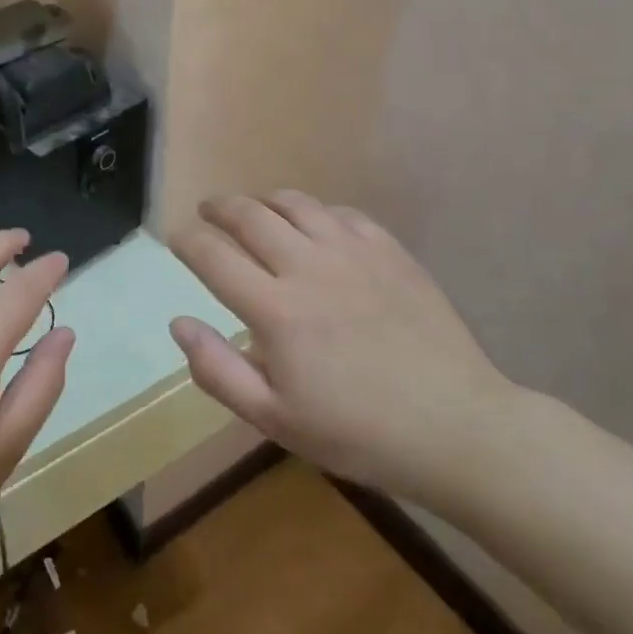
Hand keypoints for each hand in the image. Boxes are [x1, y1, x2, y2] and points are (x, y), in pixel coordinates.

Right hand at [168, 192, 516, 510]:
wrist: (456, 427)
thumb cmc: (358, 433)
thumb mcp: (275, 419)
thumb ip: (218, 370)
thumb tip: (179, 323)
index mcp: (276, 310)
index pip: (214, 256)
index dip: (187, 241)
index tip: (176, 238)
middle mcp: (309, 267)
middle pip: (250, 215)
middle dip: (218, 207)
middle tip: (207, 211)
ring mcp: (353, 253)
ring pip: (295, 204)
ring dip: (263, 201)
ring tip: (254, 209)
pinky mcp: (390, 251)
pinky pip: (341, 213)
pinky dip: (315, 211)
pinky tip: (314, 226)